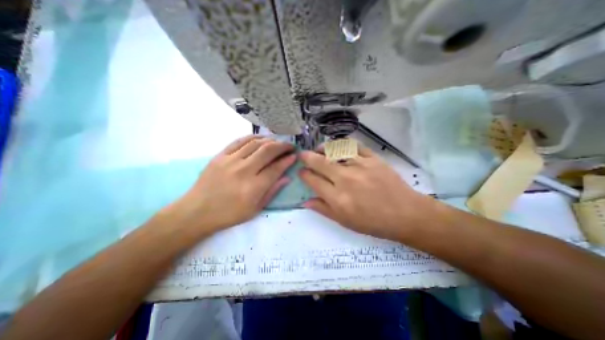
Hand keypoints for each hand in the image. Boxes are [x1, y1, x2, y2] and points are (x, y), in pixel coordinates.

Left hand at [165, 136, 297, 236]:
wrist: (197, 211)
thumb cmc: (229, 214)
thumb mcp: (255, 209)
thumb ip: (272, 191)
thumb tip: (287, 177)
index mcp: (253, 187)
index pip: (276, 168)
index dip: (287, 160)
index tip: (294, 156)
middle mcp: (243, 171)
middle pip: (267, 151)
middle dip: (282, 146)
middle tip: (290, 146)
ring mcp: (230, 161)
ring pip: (255, 143)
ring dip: (270, 140)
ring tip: (277, 142)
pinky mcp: (220, 155)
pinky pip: (240, 141)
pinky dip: (253, 137)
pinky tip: (261, 138)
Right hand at [297, 145, 428, 239]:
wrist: (405, 214)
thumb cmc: (373, 222)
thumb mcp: (345, 222)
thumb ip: (323, 209)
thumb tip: (305, 201)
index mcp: (338, 198)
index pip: (313, 181)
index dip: (304, 174)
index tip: (301, 172)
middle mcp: (345, 179)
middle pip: (320, 162)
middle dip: (307, 157)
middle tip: (302, 155)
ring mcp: (360, 166)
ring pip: (335, 150)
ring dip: (323, 148)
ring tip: (318, 149)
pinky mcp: (373, 158)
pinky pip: (354, 146)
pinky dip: (343, 144)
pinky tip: (339, 147)